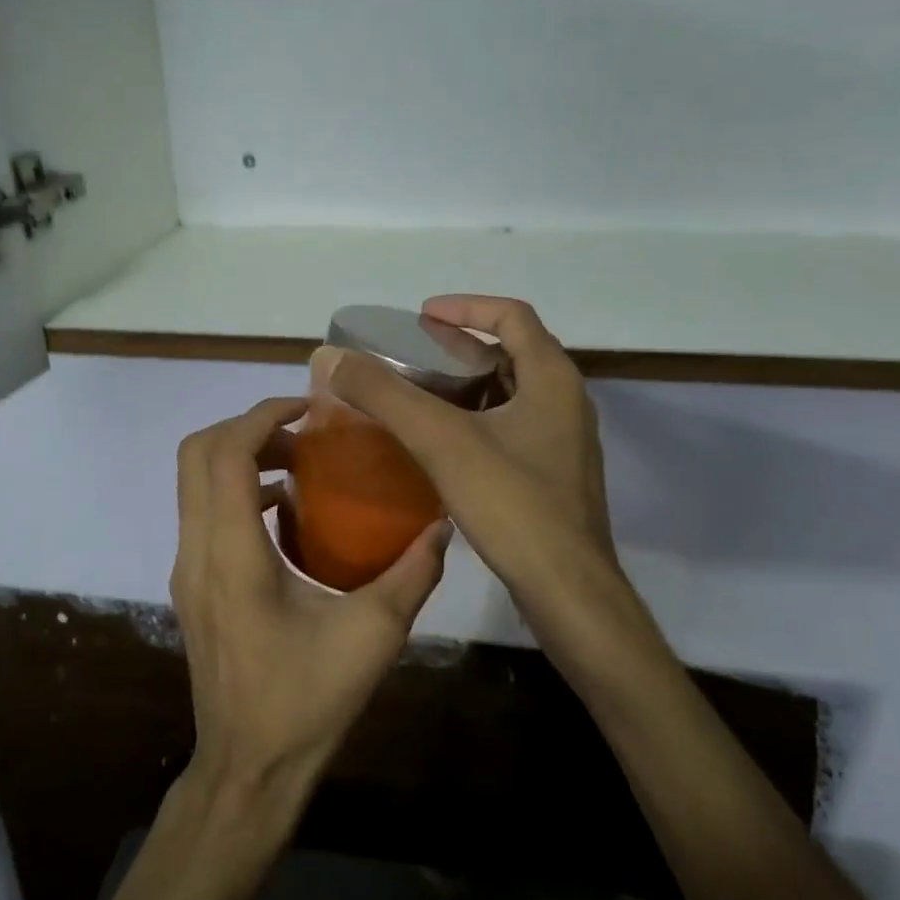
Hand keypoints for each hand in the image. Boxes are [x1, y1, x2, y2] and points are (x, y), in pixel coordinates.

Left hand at [171, 397, 450, 808]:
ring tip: (300, 463)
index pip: (226, 454)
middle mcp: (197, 552)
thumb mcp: (374, 634)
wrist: (247, 770)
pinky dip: (236, 489)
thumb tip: (443, 524)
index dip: (262, 416)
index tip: (310, 410)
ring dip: (240, 456)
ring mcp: (187, 570)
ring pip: (194, 482)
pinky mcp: (193, 586)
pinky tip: (287, 513)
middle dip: (247, 426)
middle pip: (196, 454)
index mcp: (232, 555)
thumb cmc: (307, 701)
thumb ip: (412, 573)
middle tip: (304, 433)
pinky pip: (203, 512)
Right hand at [315, 296, 658, 678]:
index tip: (422, 315)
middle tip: (414, 356)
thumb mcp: (442, 442)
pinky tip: (443, 448)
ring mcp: (565, 442)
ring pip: (513, 395)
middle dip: (463, 348)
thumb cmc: (513, 505)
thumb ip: (386, 396)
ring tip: (421, 397)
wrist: (568, 591)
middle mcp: (567, 402)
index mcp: (553, 379)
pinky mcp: (557, 477)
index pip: (512, 316)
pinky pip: (514, 430)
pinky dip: (479, 422)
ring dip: (470, 387)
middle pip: (514, 353)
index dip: (466, 307)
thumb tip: (331, 358)